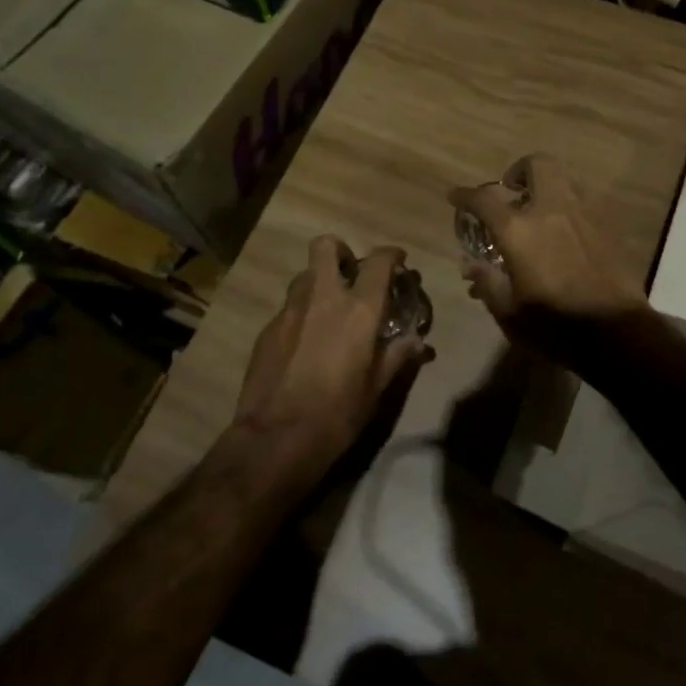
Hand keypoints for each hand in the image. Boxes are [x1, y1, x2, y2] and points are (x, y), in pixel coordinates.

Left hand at [232, 236, 430, 480]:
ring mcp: (290, 311)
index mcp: (358, 310)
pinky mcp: (267, 329)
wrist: (276, 438)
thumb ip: (397, 356)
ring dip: (320, 282)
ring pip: (305, 275)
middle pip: (326, 247)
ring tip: (329, 308)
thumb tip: (418, 342)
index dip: (391, 255)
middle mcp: (323, 298)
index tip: (398, 261)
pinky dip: (302, 313)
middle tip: (352, 272)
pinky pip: (289, 307)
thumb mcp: (377, 388)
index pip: (378, 262)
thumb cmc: (337, 414)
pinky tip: (306, 341)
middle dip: (341, 251)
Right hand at [449, 154, 646, 361]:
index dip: (465, 195)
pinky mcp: (608, 224)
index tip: (456, 196)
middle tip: (511, 191)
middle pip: (536, 164)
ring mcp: (584, 212)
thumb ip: (487, 281)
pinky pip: (585, 198)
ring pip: (565, 176)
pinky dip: (570, 203)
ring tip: (540, 208)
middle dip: (519, 171)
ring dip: (547, 184)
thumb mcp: (508, 312)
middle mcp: (552, 209)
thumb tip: (471, 265)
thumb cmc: (554, 326)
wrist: (616, 333)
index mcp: (519, 230)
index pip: (484, 199)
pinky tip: (567, 227)